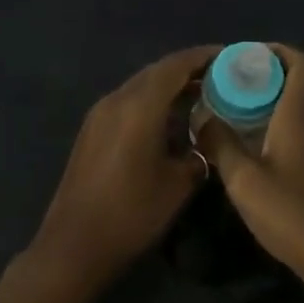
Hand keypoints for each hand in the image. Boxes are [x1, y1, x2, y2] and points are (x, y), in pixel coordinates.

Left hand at [30, 45, 218, 291]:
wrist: (73, 246)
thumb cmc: (131, 214)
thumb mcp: (178, 185)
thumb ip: (200, 153)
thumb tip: (210, 139)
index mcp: (139, 106)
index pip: (175, 66)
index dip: (203, 57)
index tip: (229, 56)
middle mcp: (116, 100)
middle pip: (157, 72)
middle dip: (188, 70)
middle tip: (220, 77)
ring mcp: (99, 114)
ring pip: (140, 86)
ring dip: (169, 86)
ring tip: (201, 97)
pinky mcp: (91, 131)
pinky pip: (127, 102)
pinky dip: (152, 101)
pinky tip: (170, 120)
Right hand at [195, 46, 303, 299]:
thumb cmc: (292, 214)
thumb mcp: (244, 181)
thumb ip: (220, 144)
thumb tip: (202, 118)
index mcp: (301, 116)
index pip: (303, 64)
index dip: (278, 51)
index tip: (246, 57)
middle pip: (298, 83)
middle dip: (264, 77)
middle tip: (227, 85)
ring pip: (297, 109)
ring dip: (269, 103)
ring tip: (232, 113)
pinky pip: (300, 131)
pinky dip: (276, 126)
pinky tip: (251, 147)